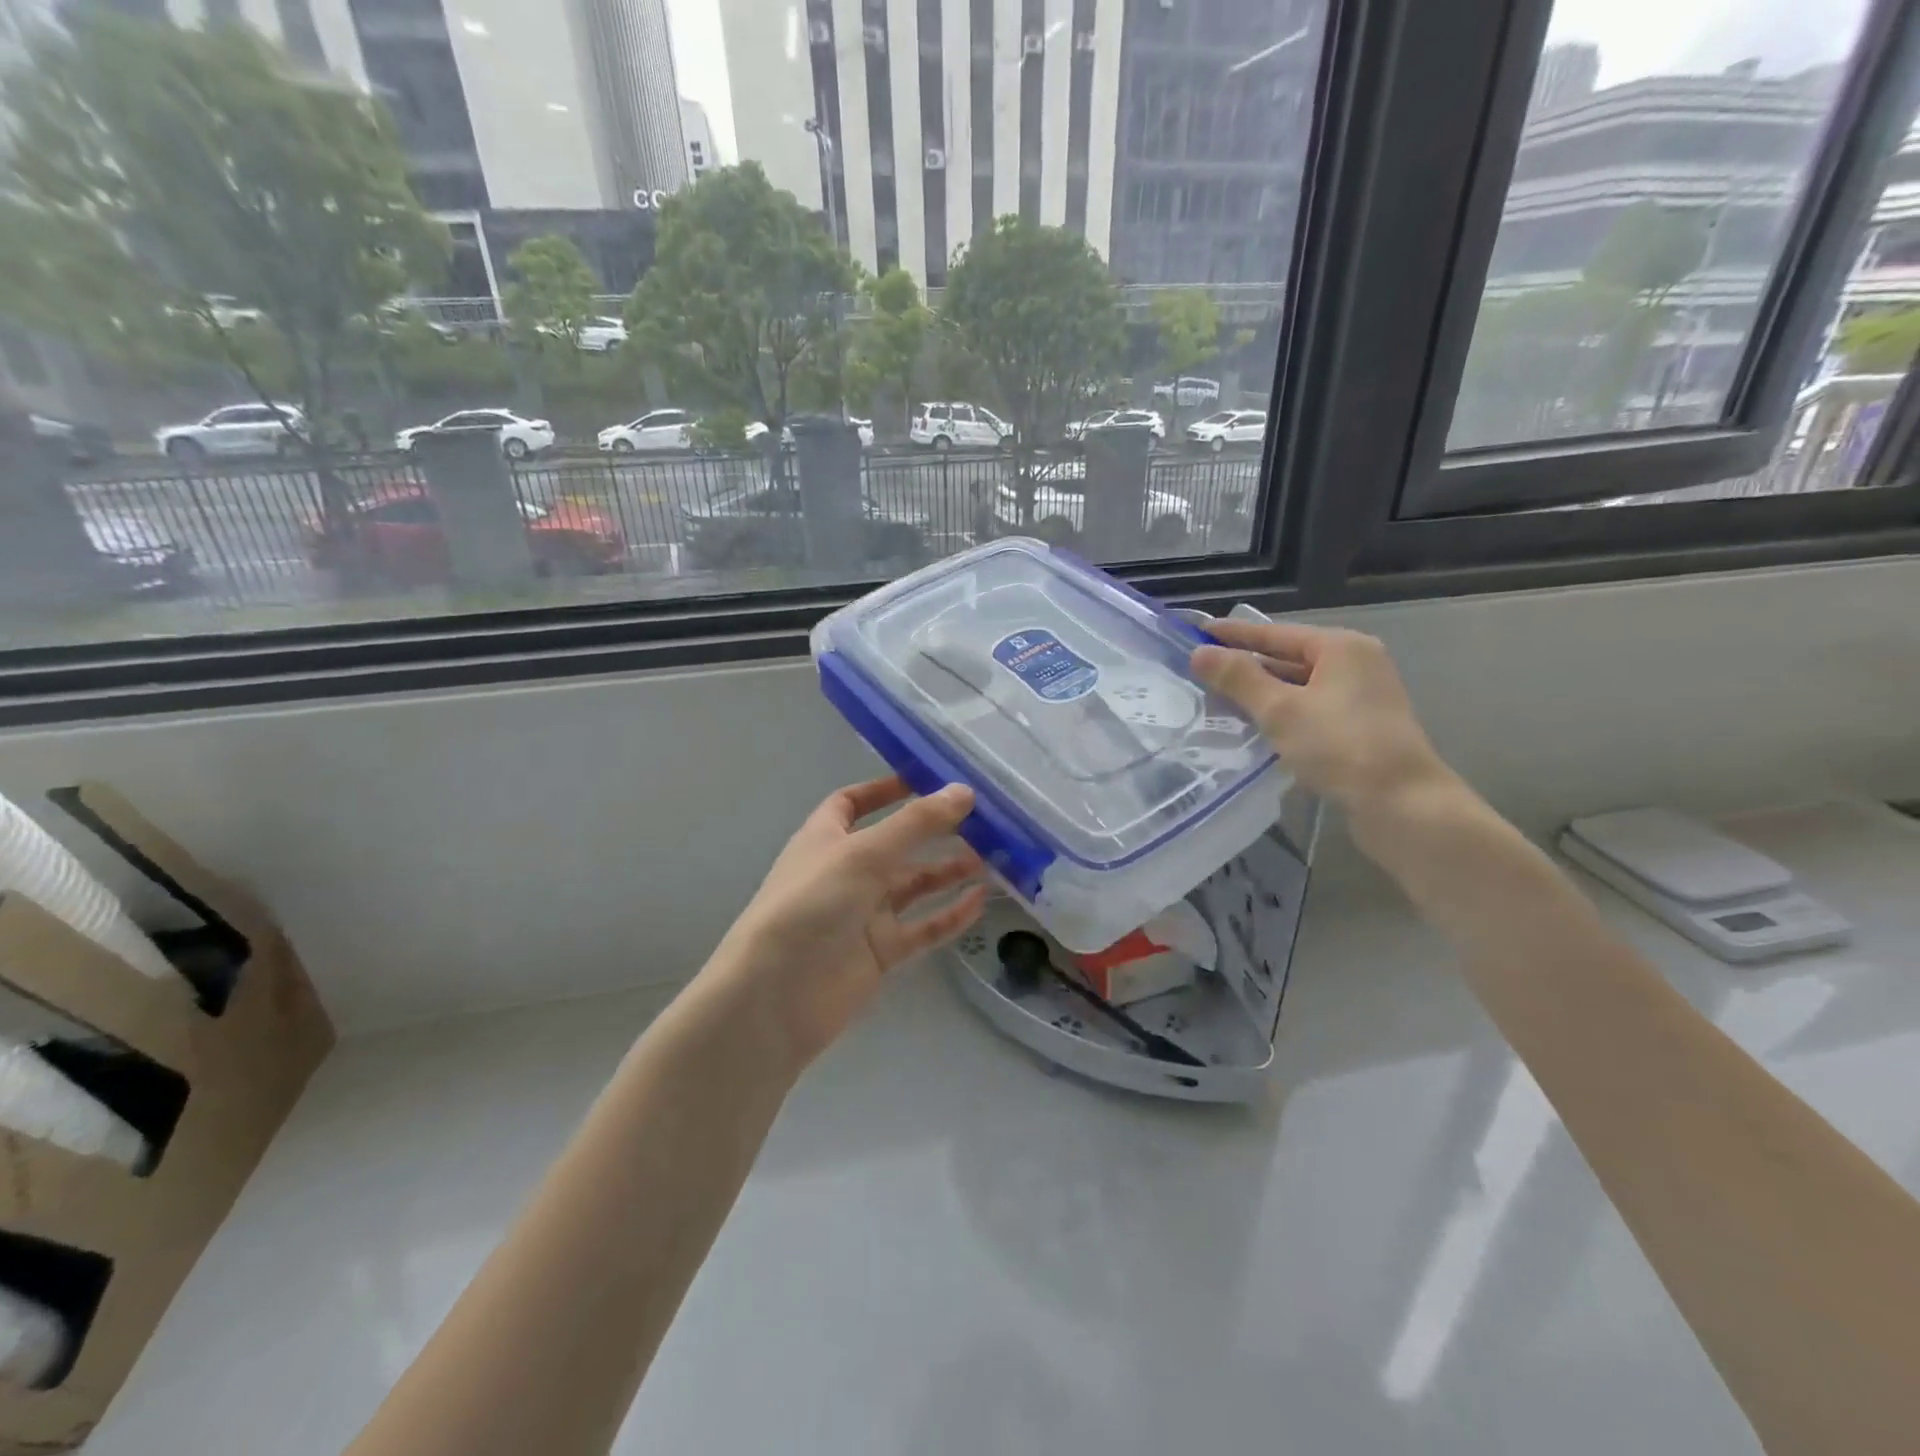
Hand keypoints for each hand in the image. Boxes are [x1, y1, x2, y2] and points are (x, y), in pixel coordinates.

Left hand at [706, 776, 987, 1070]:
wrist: (776, 996)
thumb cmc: (811, 905)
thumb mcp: (863, 853)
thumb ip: (916, 824)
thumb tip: (964, 791)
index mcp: (827, 838)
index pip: (855, 803)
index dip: (888, 789)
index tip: (930, 780)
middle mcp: (846, 871)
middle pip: (896, 844)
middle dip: (934, 831)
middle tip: (983, 821)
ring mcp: (863, 914)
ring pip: (914, 886)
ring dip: (949, 871)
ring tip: (993, 858)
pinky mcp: (879, 952)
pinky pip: (922, 928)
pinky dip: (950, 914)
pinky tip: (981, 901)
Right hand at [1192, 621, 1454, 820]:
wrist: (1402, 804)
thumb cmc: (1340, 747)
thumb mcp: (1280, 710)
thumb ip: (1238, 679)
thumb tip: (1199, 652)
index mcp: (1341, 647)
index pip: (1275, 632)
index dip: (1233, 634)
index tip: (1197, 632)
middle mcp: (1356, 664)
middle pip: (1288, 657)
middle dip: (1245, 665)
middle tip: (1201, 669)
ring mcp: (1361, 698)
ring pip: (1298, 686)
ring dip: (1261, 692)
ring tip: (1219, 698)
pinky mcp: (1360, 728)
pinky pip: (1309, 709)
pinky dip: (1281, 713)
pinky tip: (1255, 726)